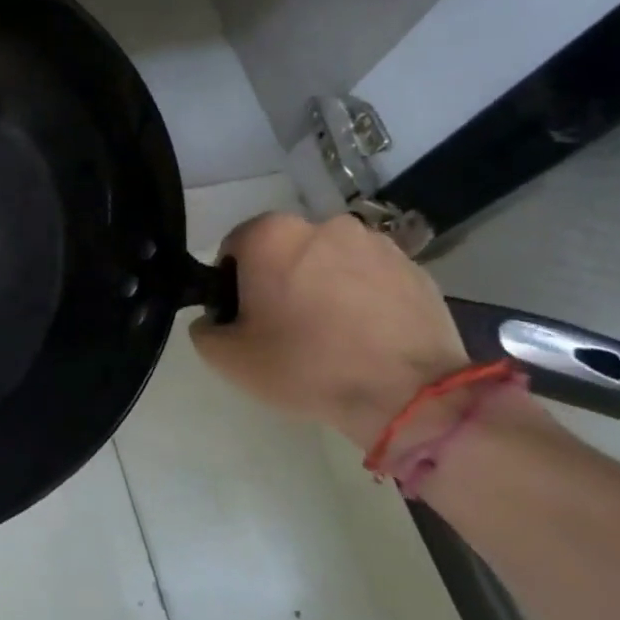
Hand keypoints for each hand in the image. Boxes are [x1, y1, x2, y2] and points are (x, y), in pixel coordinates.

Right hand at [190, 213, 469, 448]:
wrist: (407, 394)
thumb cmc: (304, 365)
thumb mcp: (226, 357)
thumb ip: (204, 327)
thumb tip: (216, 318)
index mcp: (270, 235)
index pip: (234, 248)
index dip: (232, 284)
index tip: (245, 318)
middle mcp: (322, 224)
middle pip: (284, 251)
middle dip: (280, 279)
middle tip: (286, 327)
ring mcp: (374, 243)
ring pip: (330, 261)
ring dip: (323, 284)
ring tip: (333, 334)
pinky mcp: (414, 268)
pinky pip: (371, 278)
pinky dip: (363, 297)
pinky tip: (366, 336)